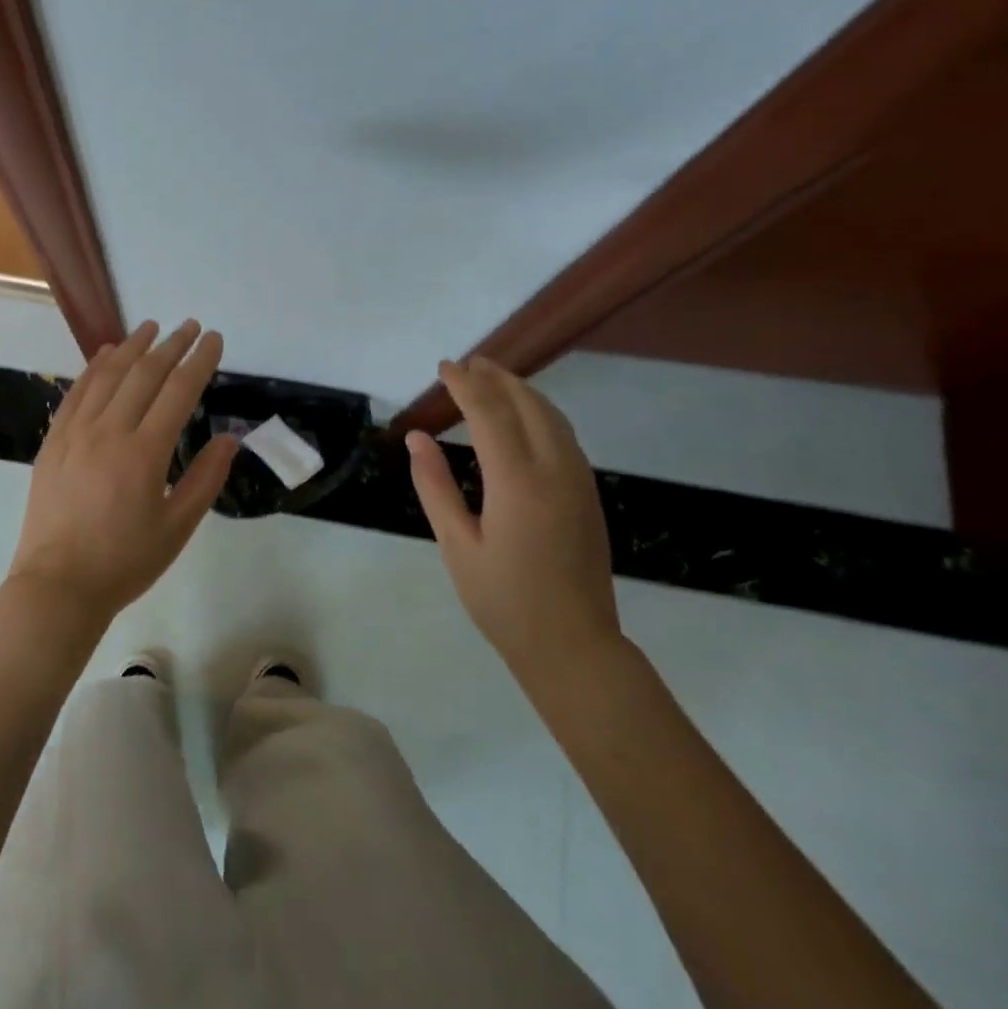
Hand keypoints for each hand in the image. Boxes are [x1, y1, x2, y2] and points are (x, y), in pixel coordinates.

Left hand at [8, 320, 238, 630]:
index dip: (200, 361)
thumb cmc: (125, 562)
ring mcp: (76, 433)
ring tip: (151, 327)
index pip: (179, 391)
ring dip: (132, 347)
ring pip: (107, 375)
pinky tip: (105, 355)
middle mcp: (109, 431)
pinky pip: (76, 392)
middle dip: (171, 345)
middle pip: (144, 374)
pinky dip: (93, 368)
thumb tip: (229, 438)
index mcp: (145, 452)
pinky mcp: (53, 441)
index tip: (214, 339)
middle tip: (190, 326)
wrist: (58, 585)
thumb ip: (206, 479)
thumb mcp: (178, 527)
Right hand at [405, 357, 622, 687]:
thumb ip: (435, 487)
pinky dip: (540, 412)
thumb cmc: (504, 601)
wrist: (573, 646)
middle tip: (467, 363)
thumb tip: (418, 438)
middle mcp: (555, 472)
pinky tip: (523, 416)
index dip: (465, 385)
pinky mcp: (589, 494)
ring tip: (493, 377)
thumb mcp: (457, 546)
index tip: (444, 367)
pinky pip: (564, 436)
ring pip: (553, 417)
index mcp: (518, 484)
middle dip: (497, 378)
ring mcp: (579, 482)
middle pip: (527, 405)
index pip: (489, 413)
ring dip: (522, 391)